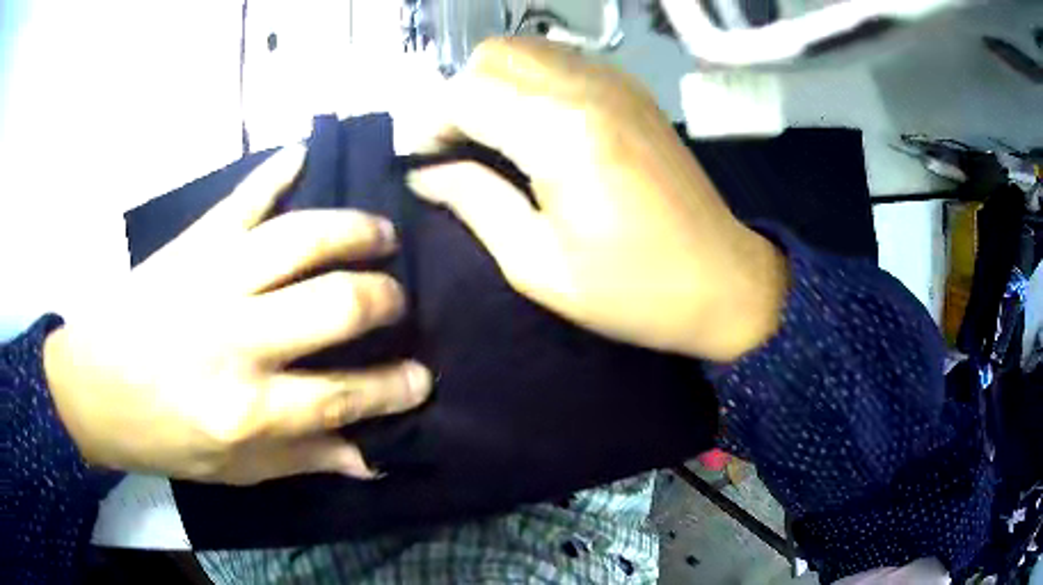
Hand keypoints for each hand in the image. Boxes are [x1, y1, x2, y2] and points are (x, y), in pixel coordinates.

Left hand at [43, 145, 431, 484]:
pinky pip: (242, 197)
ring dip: (353, 231)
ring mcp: (211, 278)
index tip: (424, 378)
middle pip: (334, 305)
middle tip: (396, 301)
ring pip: (301, 238)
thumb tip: (368, 458)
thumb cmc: (159, 436)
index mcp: (245, 409)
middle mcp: (235, 338)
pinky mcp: (190, 243)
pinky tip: (303, 152)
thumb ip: (299, 458)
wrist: (90, 388)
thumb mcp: (230, 469)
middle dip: (383, 301)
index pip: (341, 396)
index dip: (393, 388)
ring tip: (381, 235)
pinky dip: (275, 170)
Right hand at [407, 39, 786, 361]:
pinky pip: (561, 60)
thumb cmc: (633, 291)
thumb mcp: (538, 266)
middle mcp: (586, 88)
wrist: (723, 281)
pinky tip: (536, 125)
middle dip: (460, 95)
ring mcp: (616, 81)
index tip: (424, 161)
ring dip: (494, 84)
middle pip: (493, 56)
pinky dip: (531, 80)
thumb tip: (423, 174)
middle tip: (459, 149)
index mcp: (560, 134)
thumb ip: (473, 203)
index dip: (431, 123)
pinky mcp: (632, 89)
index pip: (465, 93)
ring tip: (494, 137)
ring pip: (525, 50)